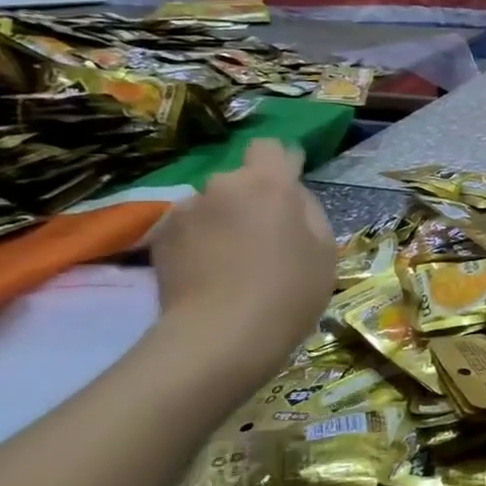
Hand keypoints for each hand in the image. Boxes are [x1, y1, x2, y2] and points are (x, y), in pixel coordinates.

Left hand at [148, 140, 335, 370]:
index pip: (271, 147)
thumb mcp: (324, 251)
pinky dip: (198, 243)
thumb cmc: (288, 292)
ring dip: (222, 222)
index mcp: (269, 183)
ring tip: (231, 263)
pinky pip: (189, 229)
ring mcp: (186, 210)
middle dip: (251, 200)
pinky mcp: (160, 238)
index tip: (289, 190)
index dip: (281, 164)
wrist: (219, 337)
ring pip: (213, 206)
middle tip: (264, 239)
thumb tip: (290, 199)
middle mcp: (223, 185)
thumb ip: (308, 212)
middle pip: (241, 181)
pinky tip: (207, 274)